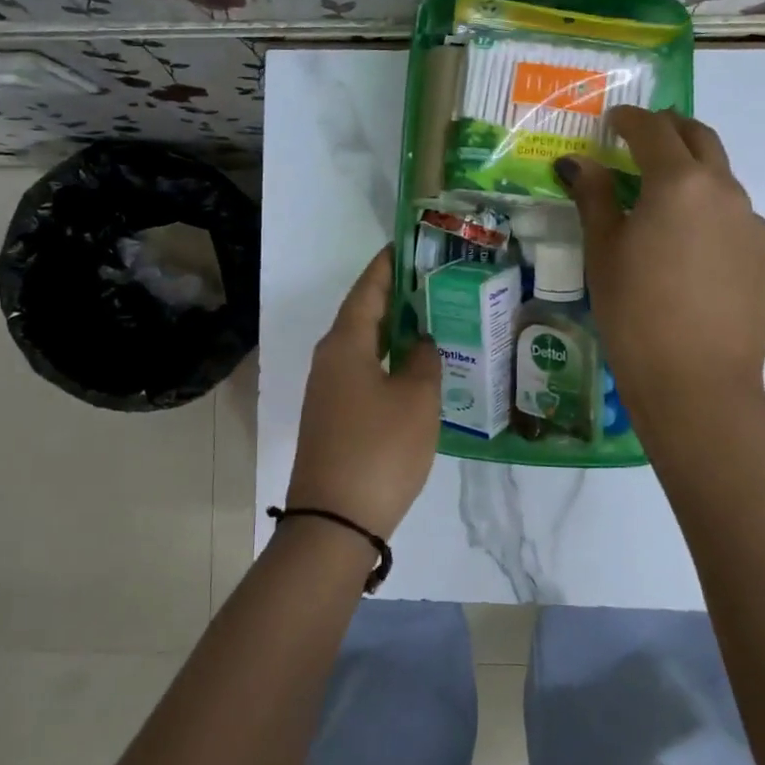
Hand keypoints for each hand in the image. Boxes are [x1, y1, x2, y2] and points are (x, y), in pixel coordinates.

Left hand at [287, 247, 440, 537]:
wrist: (334, 520)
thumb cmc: (380, 449)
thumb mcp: (416, 399)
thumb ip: (423, 360)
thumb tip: (419, 341)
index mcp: (345, 343)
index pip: (368, 288)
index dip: (389, 264)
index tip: (410, 244)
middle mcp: (330, 358)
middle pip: (364, 314)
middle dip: (396, 295)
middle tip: (435, 281)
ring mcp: (328, 390)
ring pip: (364, 345)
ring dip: (394, 330)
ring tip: (432, 318)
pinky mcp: (334, 416)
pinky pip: (364, 372)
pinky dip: (388, 360)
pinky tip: (415, 368)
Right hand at [556, 106, 764, 421]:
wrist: (696, 380)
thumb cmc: (634, 311)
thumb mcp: (602, 251)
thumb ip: (594, 196)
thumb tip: (578, 162)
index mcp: (678, 182)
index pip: (653, 130)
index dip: (629, 119)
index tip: (613, 121)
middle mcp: (726, 191)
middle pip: (701, 139)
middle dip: (672, 130)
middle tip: (646, 139)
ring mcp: (756, 226)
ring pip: (724, 185)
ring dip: (696, 180)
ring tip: (669, 210)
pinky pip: (741, 227)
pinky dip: (716, 224)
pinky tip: (698, 259)